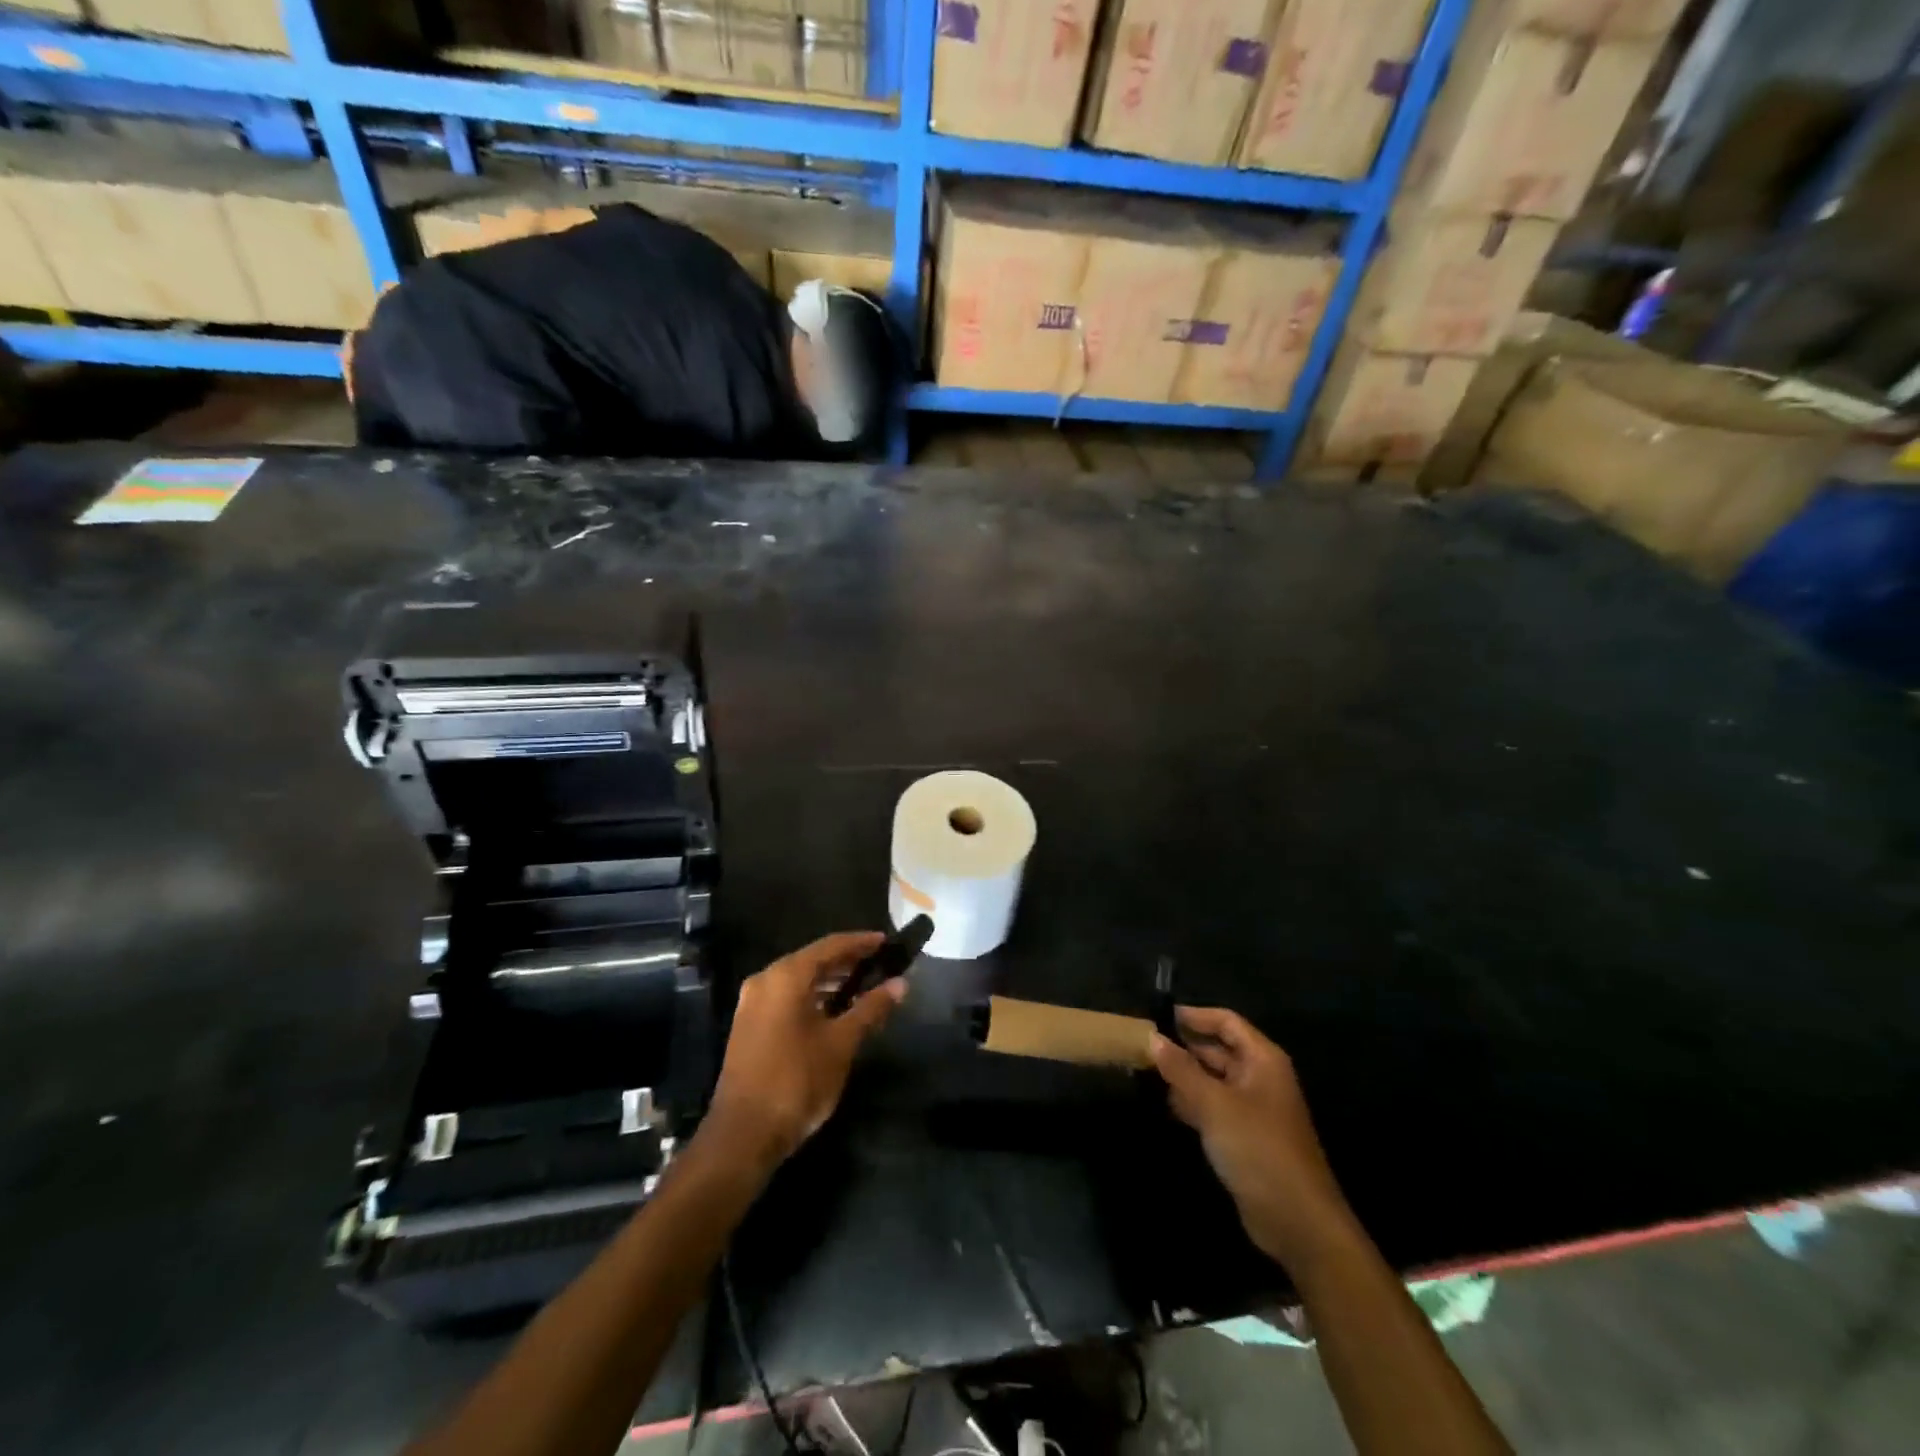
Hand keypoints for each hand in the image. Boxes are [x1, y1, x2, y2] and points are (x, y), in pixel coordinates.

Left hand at [704, 932, 903, 1173]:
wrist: (744, 1135)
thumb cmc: (797, 1080)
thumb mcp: (841, 1043)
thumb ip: (870, 1008)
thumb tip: (900, 983)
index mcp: (786, 976)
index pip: (831, 945)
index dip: (861, 942)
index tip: (887, 941)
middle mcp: (765, 980)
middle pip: (813, 960)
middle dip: (847, 961)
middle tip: (879, 964)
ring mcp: (752, 1004)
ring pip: (799, 980)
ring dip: (831, 981)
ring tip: (864, 987)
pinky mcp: (749, 1026)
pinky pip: (787, 998)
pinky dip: (813, 997)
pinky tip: (835, 1011)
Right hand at [1151, 1008, 1353, 1269]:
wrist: (1297, 1221)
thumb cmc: (1258, 1149)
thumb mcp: (1214, 1104)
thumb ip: (1181, 1069)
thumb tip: (1152, 1037)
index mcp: (1262, 1060)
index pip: (1226, 1021)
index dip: (1194, 1016)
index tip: (1158, 1015)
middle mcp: (1259, 1077)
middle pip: (1218, 1049)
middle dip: (1184, 1047)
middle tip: (1143, 1044)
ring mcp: (1253, 1108)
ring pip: (1213, 1079)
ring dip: (1184, 1075)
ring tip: (1146, 1071)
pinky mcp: (1245, 1136)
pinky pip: (1214, 1106)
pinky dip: (1192, 1102)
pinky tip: (1167, 1104)